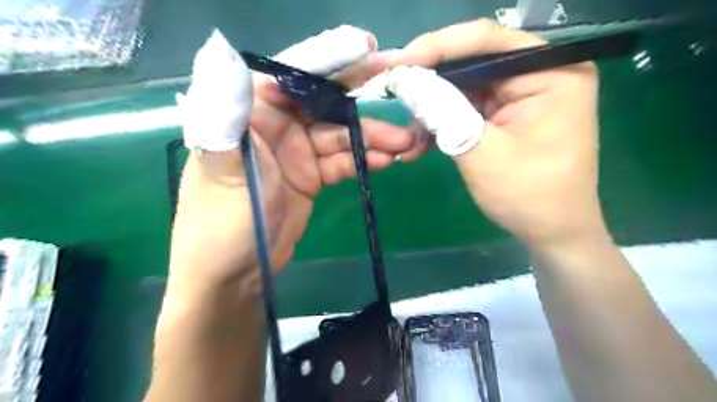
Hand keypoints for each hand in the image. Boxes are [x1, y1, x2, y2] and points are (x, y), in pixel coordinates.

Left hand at [170, 26, 420, 292]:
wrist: (235, 272)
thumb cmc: (222, 221)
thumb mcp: (222, 169)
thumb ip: (227, 117)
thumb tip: (225, 56)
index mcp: (251, 112)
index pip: (293, 75)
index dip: (329, 60)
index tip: (368, 50)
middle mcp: (276, 125)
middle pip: (325, 103)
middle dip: (363, 100)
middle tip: (403, 91)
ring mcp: (298, 152)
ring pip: (341, 136)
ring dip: (373, 137)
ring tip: (404, 142)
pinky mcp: (312, 176)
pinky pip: (343, 161)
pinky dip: (365, 160)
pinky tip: (387, 160)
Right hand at [389, 20, 607, 249]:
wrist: (552, 232)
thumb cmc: (527, 195)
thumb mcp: (481, 152)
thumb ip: (443, 112)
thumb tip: (406, 80)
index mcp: (551, 73)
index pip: (487, 41)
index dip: (437, 47)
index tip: (399, 64)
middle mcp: (540, 74)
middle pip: (473, 64)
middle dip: (430, 86)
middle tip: (394, 96)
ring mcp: (523, 95)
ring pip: (464, 89)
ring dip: (433, 113)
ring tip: (408, 140)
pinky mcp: (508, 114)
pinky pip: (468, 109)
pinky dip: (444, 125)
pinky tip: (422, 145)